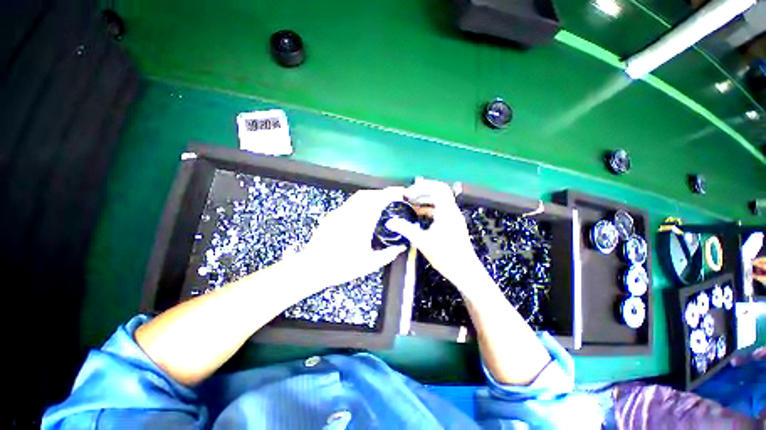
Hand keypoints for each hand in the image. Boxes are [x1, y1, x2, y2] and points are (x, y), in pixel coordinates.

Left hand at [288, 187, 407, 289]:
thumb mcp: (369, 264)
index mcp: (361, 224)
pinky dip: (361, 202)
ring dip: (371, 196)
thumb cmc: (341, 267)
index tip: (399, 192)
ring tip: (380, 203)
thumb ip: (388, 255)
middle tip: (391, 198)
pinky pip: (350, 203)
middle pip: (367, 194)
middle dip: (381, 193)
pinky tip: (364, 212)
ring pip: (357, 197)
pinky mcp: (332, 215)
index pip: (377, 201)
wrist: (312, 267)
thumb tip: (401, 247)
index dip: (390, 194)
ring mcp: (339, 213)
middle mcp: (349, 214)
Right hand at [386, 178, 486, 292]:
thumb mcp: (422, 241)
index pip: (437, 188)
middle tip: (409, 196)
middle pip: (439, 191)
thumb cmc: (445, 255)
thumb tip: (390, 222)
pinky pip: (441, 210)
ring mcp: (454, 217)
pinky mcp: (453, 224)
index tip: (407, 193)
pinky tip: (419, 216)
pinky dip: (430, 209)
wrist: (465, 271)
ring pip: (440, 201)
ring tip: (411, 205)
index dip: (421, 187)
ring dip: (426, 200)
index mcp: (447, 211)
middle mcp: (452, 211)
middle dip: (423, 191)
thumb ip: (406, 229)